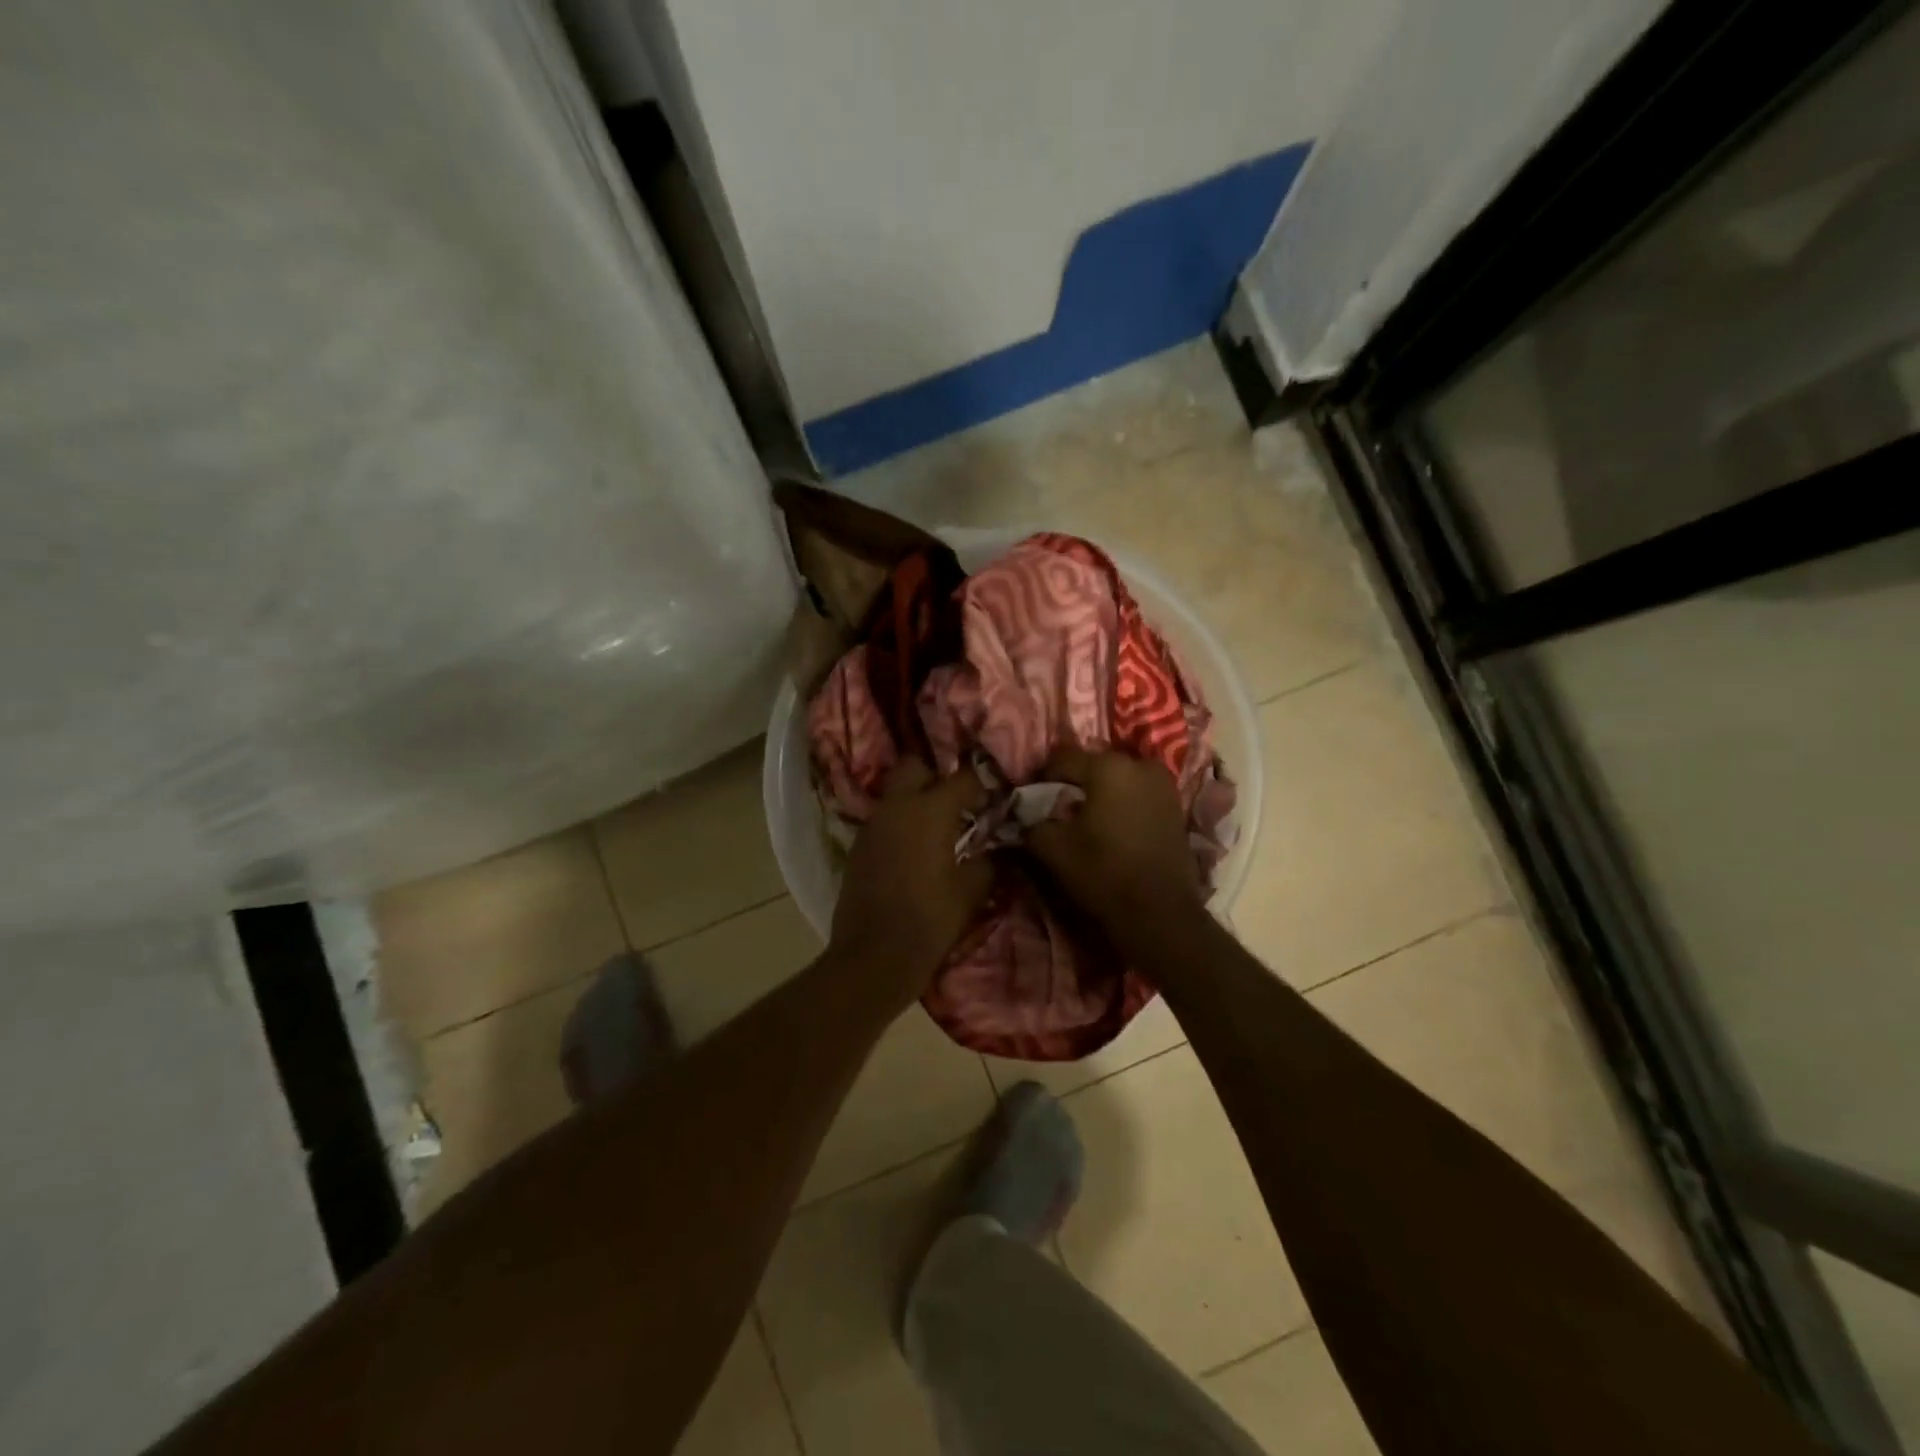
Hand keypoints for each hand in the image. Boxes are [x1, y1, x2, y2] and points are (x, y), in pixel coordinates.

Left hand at [830, 758, 992, 1001]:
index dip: (983, 785)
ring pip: (895, 793)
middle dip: (937, 777)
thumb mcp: (971, 891)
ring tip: (938, 827)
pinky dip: (900, 824)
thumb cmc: (930, 920)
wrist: (874, 955)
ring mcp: (873, 824)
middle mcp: (897, 806)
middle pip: (915, 767)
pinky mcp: (858, 845)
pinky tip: (914, 849)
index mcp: (930, 810)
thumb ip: (988, 860)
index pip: (963, 778)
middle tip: (957, 802)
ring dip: (916, 800)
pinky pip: (883, 819)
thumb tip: (997, 848)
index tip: (994, 801)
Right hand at [1027, 746, 1205, 942]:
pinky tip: (1110, 826)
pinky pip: (1138, 794)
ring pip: (1119, 779)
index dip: (1040, 776)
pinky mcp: (1176, 807)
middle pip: (1094, 765)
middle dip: (1073, 782)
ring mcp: (1163, 785)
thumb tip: (1026, 814)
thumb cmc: (1102, 872)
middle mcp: (1139, 765)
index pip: (1062, 759)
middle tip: (1056, 805)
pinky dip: (1122, 803)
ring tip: (1084, 817)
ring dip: (1100, 792)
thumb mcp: (1052, 848)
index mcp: (1108, 766)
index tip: (1028, 796)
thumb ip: (1032, 822)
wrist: (1160, 913)